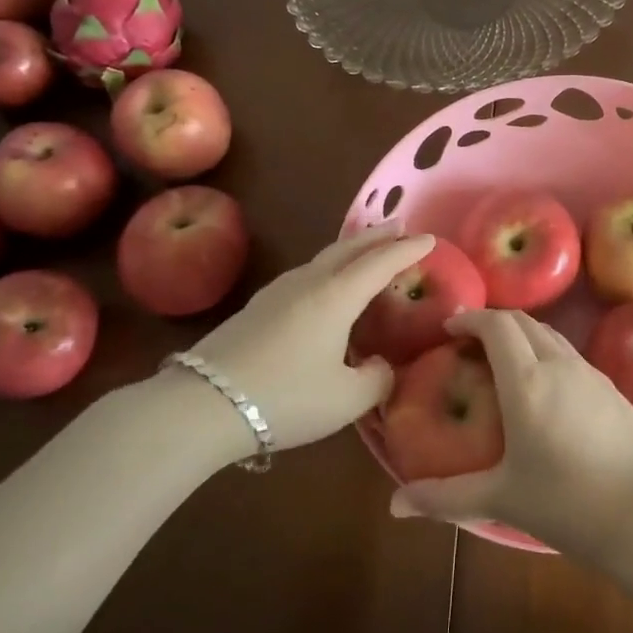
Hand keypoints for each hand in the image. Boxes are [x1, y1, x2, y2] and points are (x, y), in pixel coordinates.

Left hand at [187, 227, 433, 450]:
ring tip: (365, 251)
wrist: (202, 404)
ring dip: (350, 249)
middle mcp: (309, 283)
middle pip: (349, 248)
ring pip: (323, 258)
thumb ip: (377, 379)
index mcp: (336, 296)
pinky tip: (323, 286)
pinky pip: (305, 274)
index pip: (381, 263)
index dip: (408, 249)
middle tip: (399, 227)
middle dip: (378, 236)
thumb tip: (380, 367)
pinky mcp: (257, 308)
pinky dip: (328, 268)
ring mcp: (278, 292)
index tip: (431, 239)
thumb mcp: (347, 399)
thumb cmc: (285, 397)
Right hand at [389, 309, 632, 552]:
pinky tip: (546, 388)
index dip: (471, 318)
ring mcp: (591, 373)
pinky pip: (572, 355)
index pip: (497, 325)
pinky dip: (548, 353)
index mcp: (526, 381)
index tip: (451, 328)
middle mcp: (559, 364)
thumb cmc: (566, 503)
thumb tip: (396, 506)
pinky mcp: (613, 388)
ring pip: (551, 335)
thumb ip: (445, 498)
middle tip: (471, 343)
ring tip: (505, 361)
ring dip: (523, 335)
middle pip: (524, 321)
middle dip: (494, 323)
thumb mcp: (500, 499)